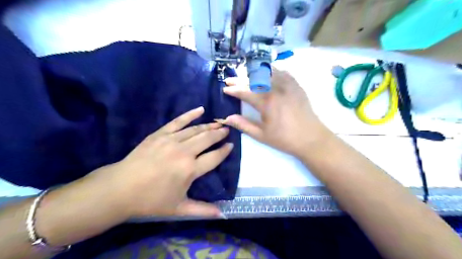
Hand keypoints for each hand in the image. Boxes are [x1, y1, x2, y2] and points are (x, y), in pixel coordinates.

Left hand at [91, 107, 232, 217]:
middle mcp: (184, 152)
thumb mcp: (179, 209)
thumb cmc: (151, 200)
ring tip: (218, 123)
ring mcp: (171, 140)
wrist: (120, 188)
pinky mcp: (160, 134)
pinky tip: (200, 109)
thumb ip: (202, 210)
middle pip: (208, 139)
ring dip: (209, 126)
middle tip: (227, 130)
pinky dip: (190, 114)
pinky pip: (178, 121)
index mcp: (190, 170)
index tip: (231, 145)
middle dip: (219, 134)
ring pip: (196, 130)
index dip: (225, 151)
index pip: (214, 157)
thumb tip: (222, 214)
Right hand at [222, 69, 330, 156]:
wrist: (311, 138)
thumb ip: (243, 125)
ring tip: (245, 75)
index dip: (233, 90)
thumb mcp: (261, 135)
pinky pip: (282, 72)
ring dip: (254, 72)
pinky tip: (267, 74)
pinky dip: (272, 71)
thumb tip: (227, 118)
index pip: (245, 92)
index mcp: (267, 102)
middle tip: (230, 80)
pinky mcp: (296, 86)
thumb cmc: (284, 139)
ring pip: (268, 72)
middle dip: (239, 79)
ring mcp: (288, 85)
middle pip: (254, 80)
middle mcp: (276, 89)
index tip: (225, 88)